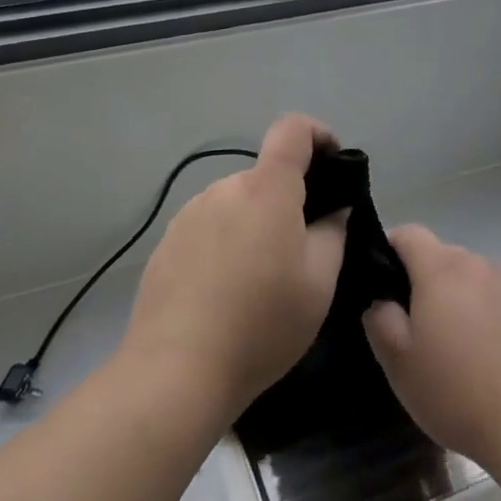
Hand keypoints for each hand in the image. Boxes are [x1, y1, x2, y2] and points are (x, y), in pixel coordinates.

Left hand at [122, 116, 348, 424]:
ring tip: (260, 282)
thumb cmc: (261, 324)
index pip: (292, 129)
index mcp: (266, 188)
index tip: (333, 164)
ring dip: (254, 225)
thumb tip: (333, 208)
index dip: (318, 134)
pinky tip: (224, 294)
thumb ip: (333, 232)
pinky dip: (225, 245)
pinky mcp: (167, 242)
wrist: (175, 372)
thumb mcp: (318, 284)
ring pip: (236, 204)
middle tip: (302, 252)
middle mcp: (225, 188)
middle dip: (288, 202)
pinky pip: (209, 228)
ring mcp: (190, 213)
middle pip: (265, 177)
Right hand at [363, 225, 500, 469]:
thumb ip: (380, 320)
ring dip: (465, 301)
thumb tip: (381, 300)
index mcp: (441, 270)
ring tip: (464, 352)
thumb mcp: (399, 365)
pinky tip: (499, 364)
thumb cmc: (460, 394)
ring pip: (477, 281)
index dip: (391, 250)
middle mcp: (479, 265)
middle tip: (423, 330)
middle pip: (444, 257)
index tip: (385, 284)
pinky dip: (496, 320)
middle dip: (428, 283)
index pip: (408, 234)